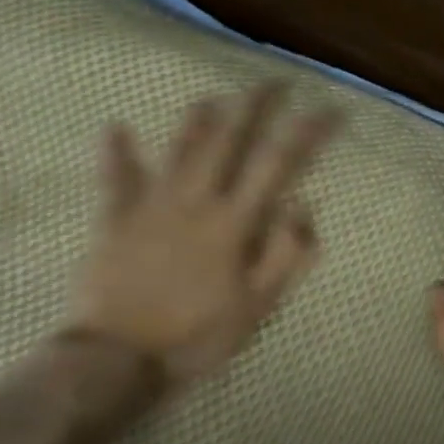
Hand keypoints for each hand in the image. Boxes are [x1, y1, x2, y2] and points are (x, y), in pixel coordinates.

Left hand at [70, 84, 338, 388]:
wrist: (115, 361)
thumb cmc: (195, 336)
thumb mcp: (256, 306)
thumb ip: (284, 255)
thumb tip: (305, 205)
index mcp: (234, 222)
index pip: (278, 164)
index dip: (306, 132)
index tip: (328, 110)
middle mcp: (196, 200)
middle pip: (229, 141)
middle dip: (254, 106)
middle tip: (272, 82)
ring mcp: (152, 206)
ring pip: (179, 149)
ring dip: (198, 119)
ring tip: (214, 95)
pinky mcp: (115, 219)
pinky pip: (115, 179)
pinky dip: (116, 152)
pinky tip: (115, 126)